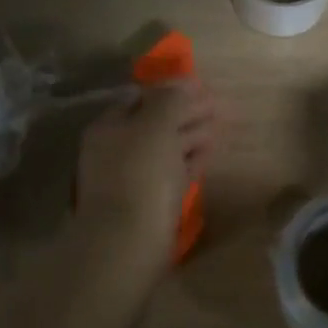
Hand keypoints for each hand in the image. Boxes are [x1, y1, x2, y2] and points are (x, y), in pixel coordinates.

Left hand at [75, 80, 215, 263]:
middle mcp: (115, 149)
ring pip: (164, 148)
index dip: (172, 90)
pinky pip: (169, 173)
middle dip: (185, 112)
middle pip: (154, 122)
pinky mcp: (146, 203)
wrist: (127, 243)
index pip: (141, 97)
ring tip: (218, 129)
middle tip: (217, 107)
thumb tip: (184, 83)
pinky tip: (206, 157)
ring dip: (190, 136)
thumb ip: (171, 100)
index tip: (202, 88)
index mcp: (109, 126)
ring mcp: (130, 177)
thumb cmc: (141, 175)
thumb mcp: (157, 125)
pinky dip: (188, 162)